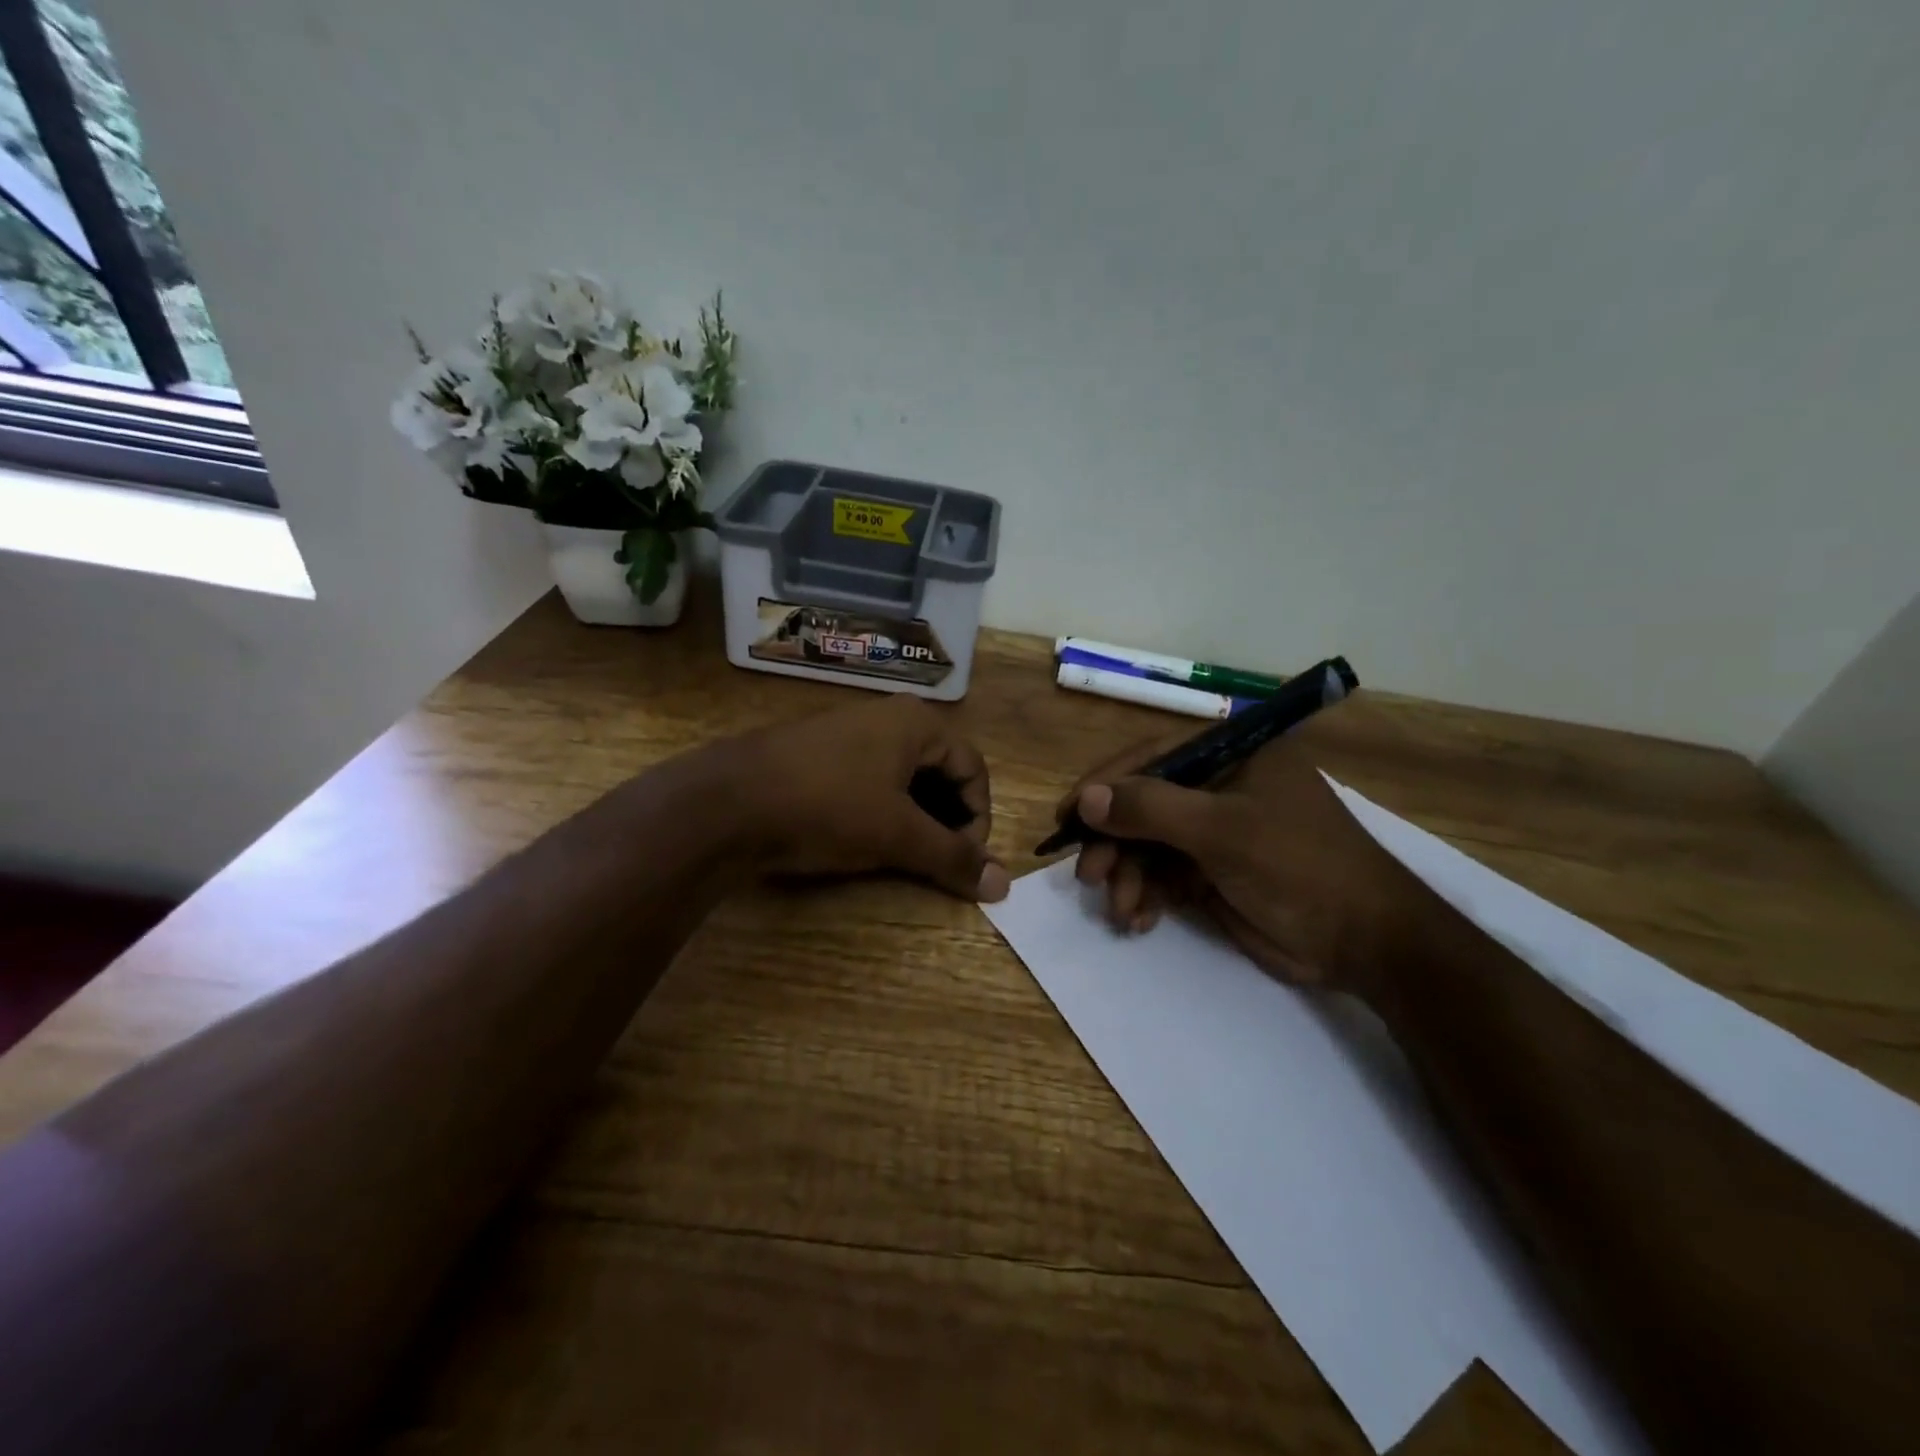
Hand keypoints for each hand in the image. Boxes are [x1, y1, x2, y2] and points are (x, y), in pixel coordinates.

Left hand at [722, 694, 1009, 901]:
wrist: (727, 802)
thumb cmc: (828, 807)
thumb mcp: (898, 835)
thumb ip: (953, 858)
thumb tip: (1005, 887)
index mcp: (917, 723)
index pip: (973, 769)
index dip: (979, 818)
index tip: (965, 861)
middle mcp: (887, 718)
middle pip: (941, 771)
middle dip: (949, 818)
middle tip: (940, 860)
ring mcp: (849, 733)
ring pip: (904, 777)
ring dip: (917, 817)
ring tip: (907, 855)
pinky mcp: (819, 754)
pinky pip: (870, 780)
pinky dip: (883, 810)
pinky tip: (867, 839)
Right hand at [1059, 725, 1423, 994]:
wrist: (1365, 943)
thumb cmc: (1299, 866)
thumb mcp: (1222, 831)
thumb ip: (1150, 808)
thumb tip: (1086, 800)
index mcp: (1233, 753)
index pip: (1151, 756)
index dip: (1104, 785)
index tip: (1066, 816)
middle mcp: (1220, 784)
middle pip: (1144, 803)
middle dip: (1114, 842)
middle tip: (1089, 876)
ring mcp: (1216, 830)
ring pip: (1148, 844)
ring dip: (1128, 876)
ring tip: (1120, 909)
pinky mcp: (1213, 871)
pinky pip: (1163, 875)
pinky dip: (1146, 896)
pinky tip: (1139, 920)